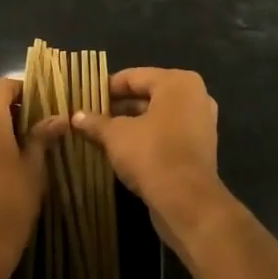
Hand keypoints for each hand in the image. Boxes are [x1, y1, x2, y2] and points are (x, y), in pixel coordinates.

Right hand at [71, 67, 229, 249]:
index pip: (134, 77)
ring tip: (101, 133)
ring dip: (131, 124)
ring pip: (157, 116)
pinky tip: (122, 150)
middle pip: (148, 95)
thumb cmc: (151, 154)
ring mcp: (200, 123)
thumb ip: (96, 122)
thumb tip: (76, 117)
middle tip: (90, 115)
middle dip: (118, 106)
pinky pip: (167, 134)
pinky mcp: (200, 148)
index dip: (107, 87)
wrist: (186, 201)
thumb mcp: (116, 135)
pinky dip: (147, 138)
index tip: (85, 97)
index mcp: (178, 82)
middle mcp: (195, 97)